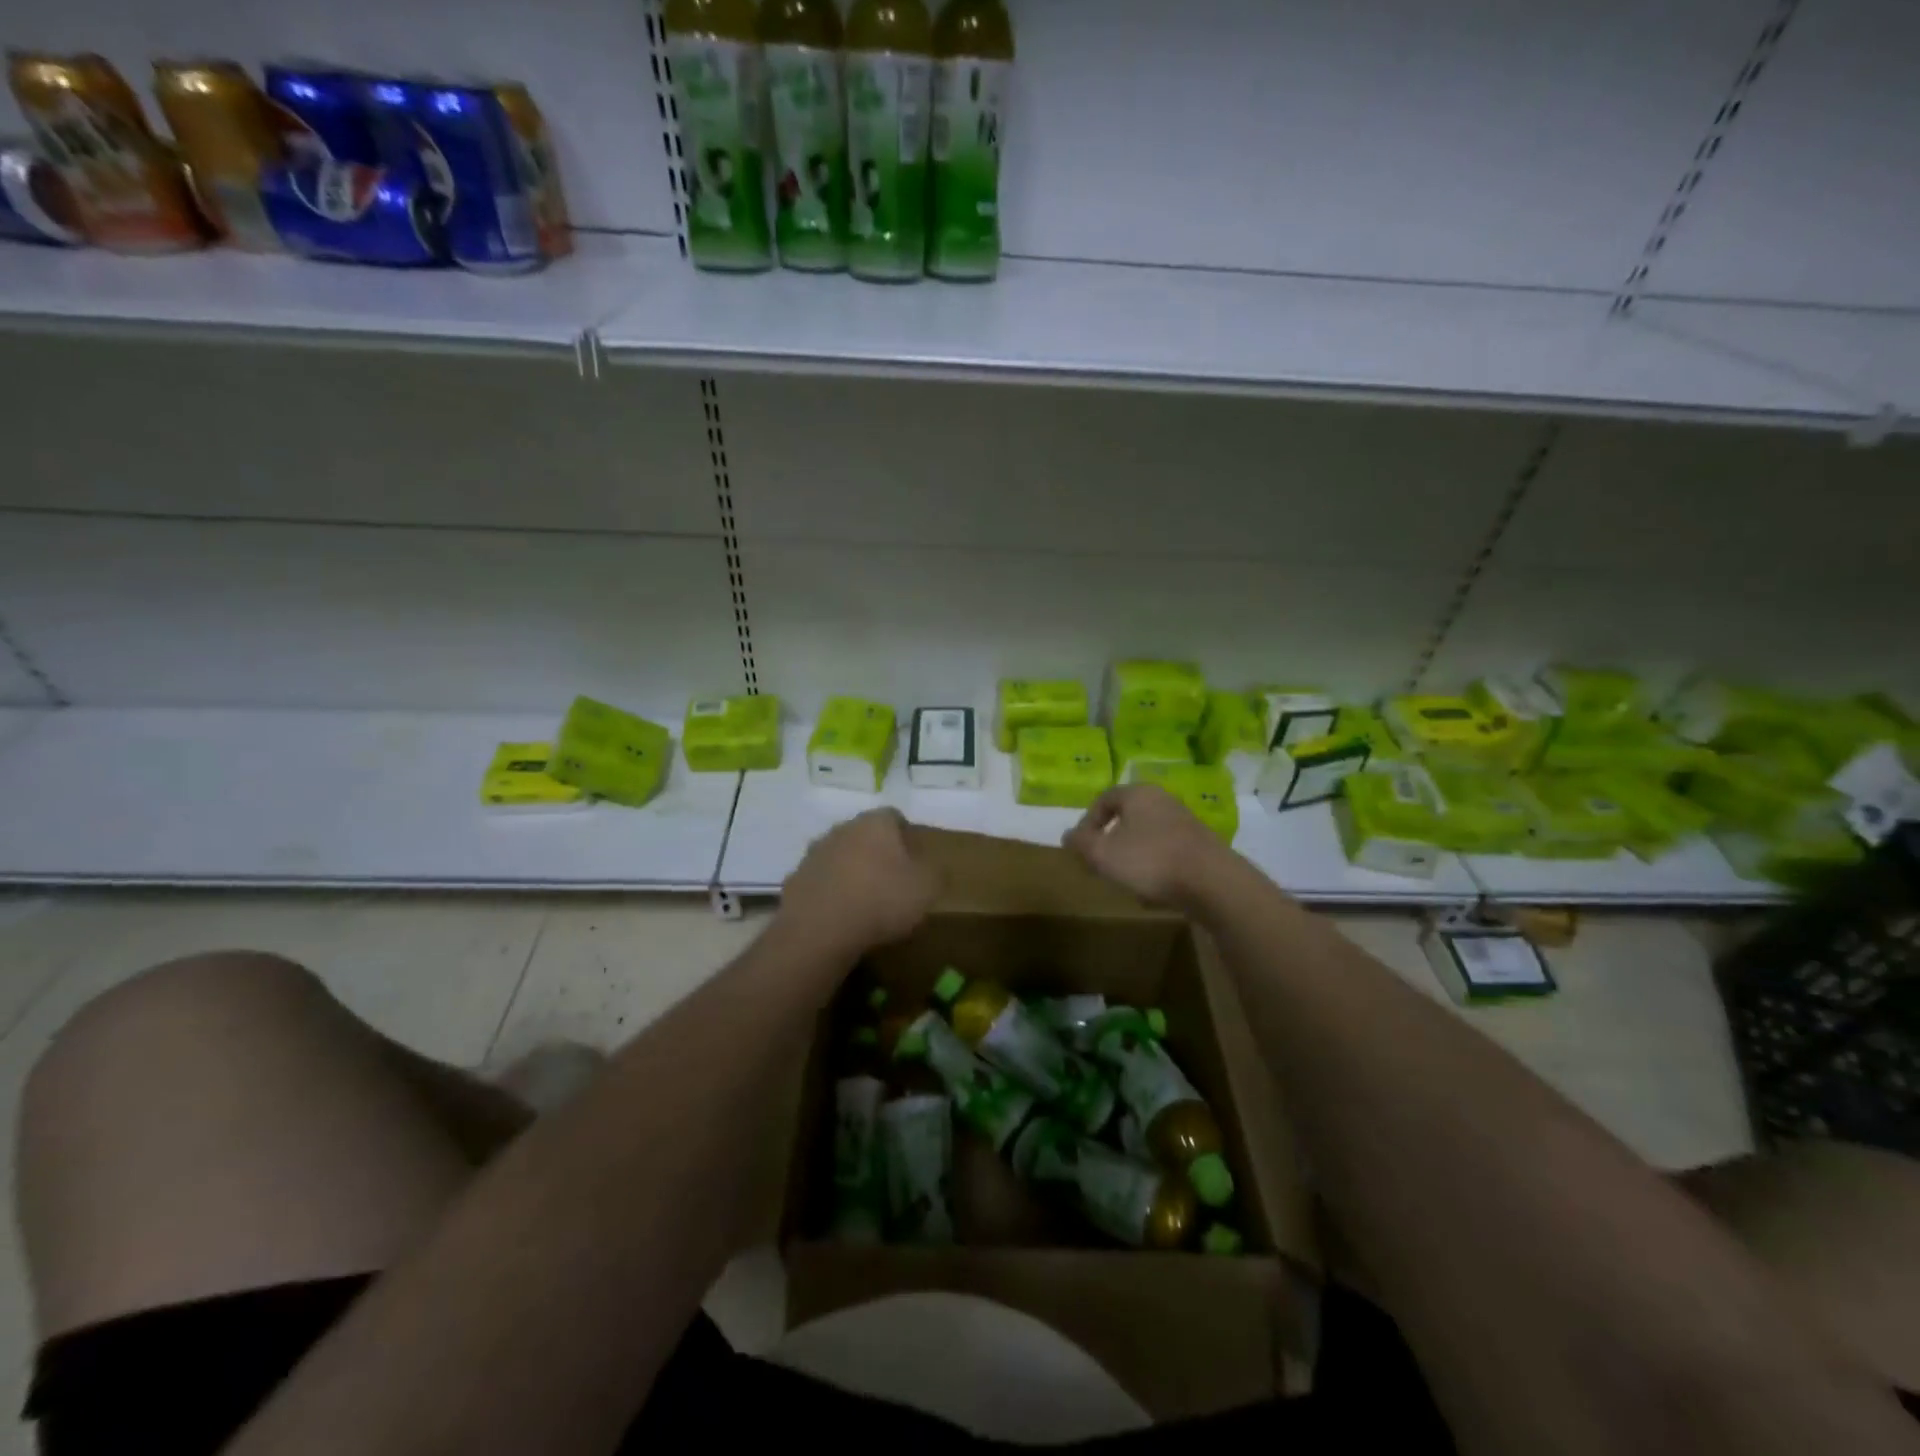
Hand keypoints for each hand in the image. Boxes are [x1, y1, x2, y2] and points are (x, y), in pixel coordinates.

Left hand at [780, 808, 941, 958]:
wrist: (820, 929)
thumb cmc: (882, 900)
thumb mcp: (928, 888)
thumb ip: (934, 872)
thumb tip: (930, 868)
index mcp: (875, 823)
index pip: (895, 817)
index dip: (907, 837)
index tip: (915, 861)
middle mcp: (842, 828)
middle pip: (865, 835)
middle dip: (878, 853)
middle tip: (892, 881)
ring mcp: (814, 853)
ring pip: (841, 856)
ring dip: (851, 872)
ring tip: (865, 902)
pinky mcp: (795, 880)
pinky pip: (821, 882)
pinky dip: (831, 893)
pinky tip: (840, 917)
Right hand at [1063, 784, 1235, 908]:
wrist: (1212, 882)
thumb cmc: (1150, 860)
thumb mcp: (1102, 854)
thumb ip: (1081, 844)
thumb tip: (1068, 836)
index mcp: (1138, 794)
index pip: (1104, 799)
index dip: (1087, 821)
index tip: (1082, 846)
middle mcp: (1163, 801)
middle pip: (1128, 816)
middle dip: (1110, 840)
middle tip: (1100, 863)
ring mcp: (1185, 822)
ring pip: (1147, 835)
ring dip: (1132, 855)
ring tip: (1125, 880)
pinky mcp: (1201, 846)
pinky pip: (1167, 851)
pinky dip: (1155, 866)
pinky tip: (1153, 890)